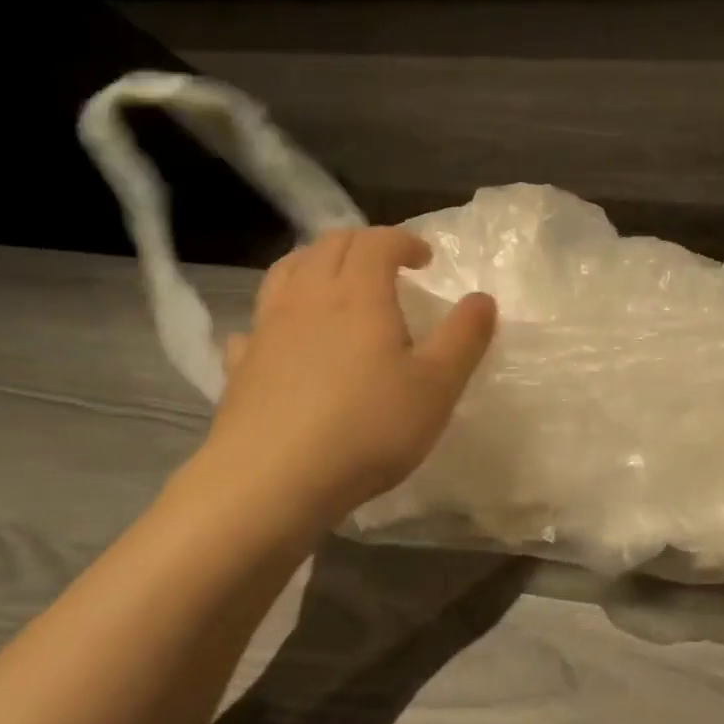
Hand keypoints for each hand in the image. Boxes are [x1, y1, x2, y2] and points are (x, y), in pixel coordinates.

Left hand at [188, 227, 496, 537]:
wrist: (269, 483)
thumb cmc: (367, 427)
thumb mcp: (437, 385)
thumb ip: (465, 337)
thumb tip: (483, 298)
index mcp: (358, 294)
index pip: (377, 242)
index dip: (403, 240)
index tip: (426, 259)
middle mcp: (308, 298)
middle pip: (329, 246)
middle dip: (362, 244)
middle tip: (387, 264)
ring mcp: (267, 330)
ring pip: (287, 272)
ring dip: (316, 264)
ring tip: (336, 283)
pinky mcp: (241, 366)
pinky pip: (256, 323)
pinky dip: (276, 316)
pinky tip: (283, 338)